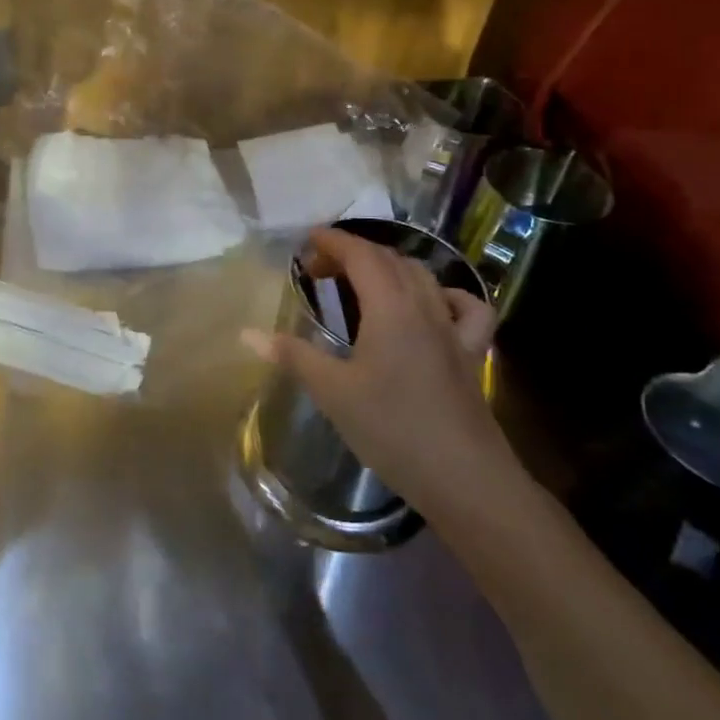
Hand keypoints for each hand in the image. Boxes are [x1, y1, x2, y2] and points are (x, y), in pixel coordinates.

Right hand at [247, 228, 510, 515]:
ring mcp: (454, 330)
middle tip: (320, 269)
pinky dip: (446, 295)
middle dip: (353, 253)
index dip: (333, 241)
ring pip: (424, 277)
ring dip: (390, 267)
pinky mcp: (472, 355)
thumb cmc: (392, 428)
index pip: (361, 254)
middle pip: (390, 260)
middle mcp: (424, 307)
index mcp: (389, 308)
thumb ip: (292, 355)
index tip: (307, 240)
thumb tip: (246, 333)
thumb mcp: (332, 391)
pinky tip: (434, 307)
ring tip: (363, 282)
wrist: (465, 479)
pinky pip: (466, 308)